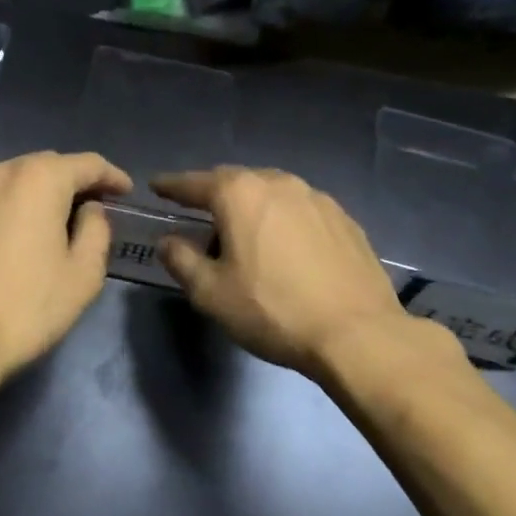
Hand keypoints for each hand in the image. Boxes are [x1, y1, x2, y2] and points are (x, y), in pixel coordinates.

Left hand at [0, 151, 132, 391]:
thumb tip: (89, 210)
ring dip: (42, 193)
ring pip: (16, 180)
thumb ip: (96, 231)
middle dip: (76, 182)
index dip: (112, 176)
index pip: (87, 164)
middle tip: (97, 206)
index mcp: (38, 179)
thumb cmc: (26, 307)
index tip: (127, 192)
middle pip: (48, 166)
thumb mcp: (83, 274)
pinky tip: (21, 234)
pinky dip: (14, 207)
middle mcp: (0, 173)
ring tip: (60, 220)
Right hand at [153, 167, 420, 378]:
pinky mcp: (344, 219)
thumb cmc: (273, 310)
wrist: (357, 334)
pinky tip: (285, 244)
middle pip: (235, 181)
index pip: (194, 183)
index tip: (157, 186)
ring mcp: (316, 198)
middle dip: (213, 193)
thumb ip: (181, 260)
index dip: (172, 186)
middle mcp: (278, 183)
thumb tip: (168, 242)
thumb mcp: (211, 293)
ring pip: (271, 192)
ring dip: (251, 205)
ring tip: (243, 229)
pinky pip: (300, 209)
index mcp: (240, 194)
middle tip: (198, 211)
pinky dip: (283, 218)